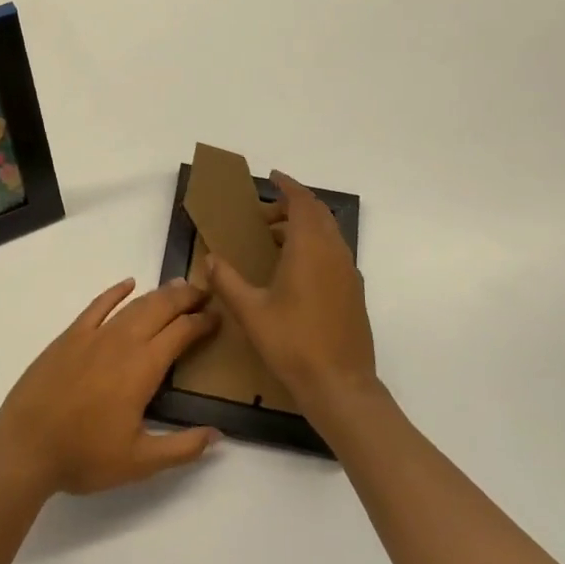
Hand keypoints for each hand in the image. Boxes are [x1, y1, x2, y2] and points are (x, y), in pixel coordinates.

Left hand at [0, 279, 222, 495]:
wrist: (25, 446)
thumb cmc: (83, 456)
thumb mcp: (139, 463)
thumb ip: (182, 448)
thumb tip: (217, 435)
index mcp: (142, 368)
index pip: (181, 333)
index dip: (202, 322)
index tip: (218, 317)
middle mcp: (122, 342)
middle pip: (160, 308)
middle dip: (185, 298)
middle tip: (205, 293)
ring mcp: (93, 335)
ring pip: (134, 305)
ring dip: (159, 293)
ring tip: (178, 288)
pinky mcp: (70, 336)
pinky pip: (98, 305)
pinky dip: (116, 292)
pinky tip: (128, 284)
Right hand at [207, 172, 376, 414]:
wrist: (340, 385)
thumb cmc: (292, 342)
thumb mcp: (251, 311)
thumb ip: (227, 281)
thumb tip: (210, 258)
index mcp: (310, 248)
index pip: (303, 202)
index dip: (288, 186)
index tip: (272, 178)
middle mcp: (334, 253)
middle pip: (318, 214)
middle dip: (293, 206)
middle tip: (265, 214)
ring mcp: (348, 273)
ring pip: (328, 234)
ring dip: (303, 227)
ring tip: (273, 240)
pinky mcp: (354, 292)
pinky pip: (334, 253)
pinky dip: (314, 246)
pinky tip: (294, 271)